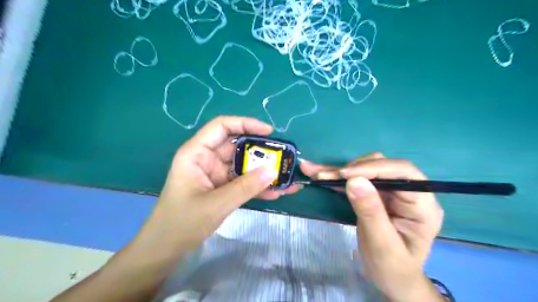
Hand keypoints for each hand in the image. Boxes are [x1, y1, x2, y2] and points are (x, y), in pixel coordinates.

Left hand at [134, 117, 301, 255]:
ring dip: (263, 171)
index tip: (269, 132)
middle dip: (261, 150)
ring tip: (286, 176)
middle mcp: (207, 159)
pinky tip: (276, 192)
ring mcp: (216, 174)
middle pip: (237, 146)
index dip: (245, 124)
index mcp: (197, 153)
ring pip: (243, 165)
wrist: (166, 249)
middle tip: (283, 156)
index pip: (222, 127)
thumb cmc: (182, 223)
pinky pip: (243, 182)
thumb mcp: (216, 204)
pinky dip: (258, 186)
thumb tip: (273, 171)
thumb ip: (245, 187)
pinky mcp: (222, 188)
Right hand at [301, 154, 443, 301]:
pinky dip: (337, 177)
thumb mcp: (382, 245)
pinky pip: (356, 179)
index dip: (373, 168)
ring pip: (366, 169)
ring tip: (317, 173)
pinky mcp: (376, 193)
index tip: (345, 175)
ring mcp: (392, 191)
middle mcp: (409, 192)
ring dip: (340, 171)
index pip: (403, 173)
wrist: (391, 279)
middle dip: (351, 169)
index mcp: (422, 205)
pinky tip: (318, 172)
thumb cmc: (392, 268)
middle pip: (381, 166)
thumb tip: (354, 180)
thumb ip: (370, 212)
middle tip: (323, 176)